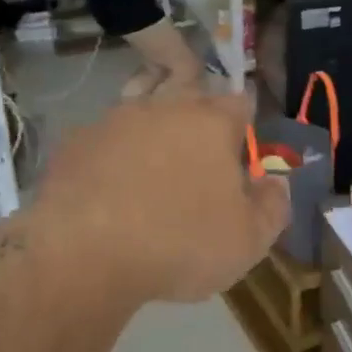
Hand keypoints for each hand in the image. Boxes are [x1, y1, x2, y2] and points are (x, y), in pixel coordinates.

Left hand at [31, 91, 288, 304]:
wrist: (84, 252)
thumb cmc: (179, 244)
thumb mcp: (248, 241)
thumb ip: (272, 206)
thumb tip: (275, 182)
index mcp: (211, 122)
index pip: (241, 104)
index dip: (245, 128)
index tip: (240, 158)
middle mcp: (164, 107)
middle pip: (189, 99)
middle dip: (197, 122)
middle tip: (196, 162)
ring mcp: (114, 119)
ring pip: (142, 112)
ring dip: (151, 133)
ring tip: (150, 171)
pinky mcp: (75, 140)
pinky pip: (103, 139)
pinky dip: (111, 154)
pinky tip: (107, 185)